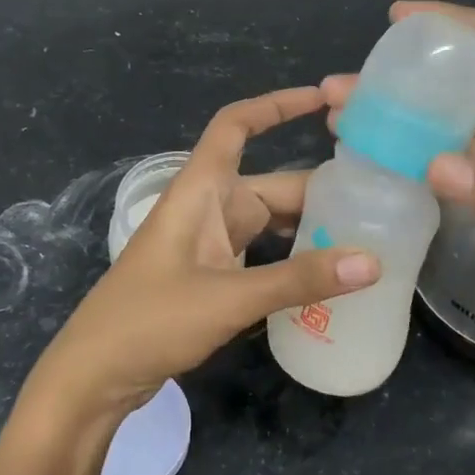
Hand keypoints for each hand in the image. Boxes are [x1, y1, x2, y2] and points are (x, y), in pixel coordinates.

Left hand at [28, 88, 379, 422]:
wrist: (94, 375)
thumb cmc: (150, 320)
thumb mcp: (229, 298)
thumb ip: (299, 280)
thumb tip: (372, 261)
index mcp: (200, 190)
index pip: (236, 126)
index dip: (276, 106)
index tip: (323, 99)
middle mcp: (206, 207)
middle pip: (270, 183)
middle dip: (319, 187)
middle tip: (380, 197)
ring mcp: (208, 242)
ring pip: (269, 220)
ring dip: (309, 226)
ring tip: (368, 234)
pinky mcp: (211, 275)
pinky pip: (262, 253)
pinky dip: (292, 257)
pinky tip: (327, 274)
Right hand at [321, 2, 474, 333]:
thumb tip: (431, 168)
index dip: (451, 23)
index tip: (399, 18)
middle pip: (456, 88)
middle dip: (403, 81)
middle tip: (346, 85)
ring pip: (443, 131)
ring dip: (398, 125)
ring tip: (344, 121)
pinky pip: (447, 172)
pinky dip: (412, 165)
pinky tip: (376, 161)